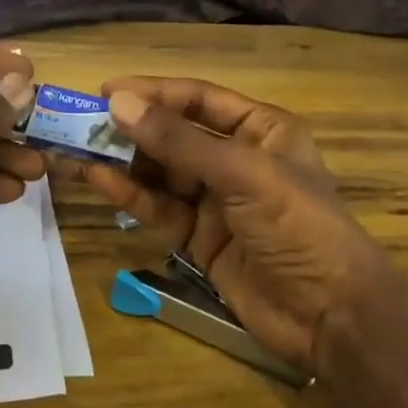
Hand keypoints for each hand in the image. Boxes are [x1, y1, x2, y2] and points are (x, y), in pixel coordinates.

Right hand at [50, 78, 389, 373]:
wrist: (332, 316)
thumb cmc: (298, 225)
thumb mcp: (242, 174)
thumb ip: (178, 141)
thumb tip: (117, 103)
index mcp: (260, 129)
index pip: (198, 99)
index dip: (152, 92)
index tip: (104, 91)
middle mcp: (236, 158)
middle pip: (173, 134)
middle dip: (130, 128)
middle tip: (79, 123)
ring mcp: (216, 199)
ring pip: (160, 171)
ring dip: (121, 161)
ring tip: (74, 150)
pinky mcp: (199, 236)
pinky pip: (158, 206)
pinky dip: (129, 193)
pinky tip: (96, 179)